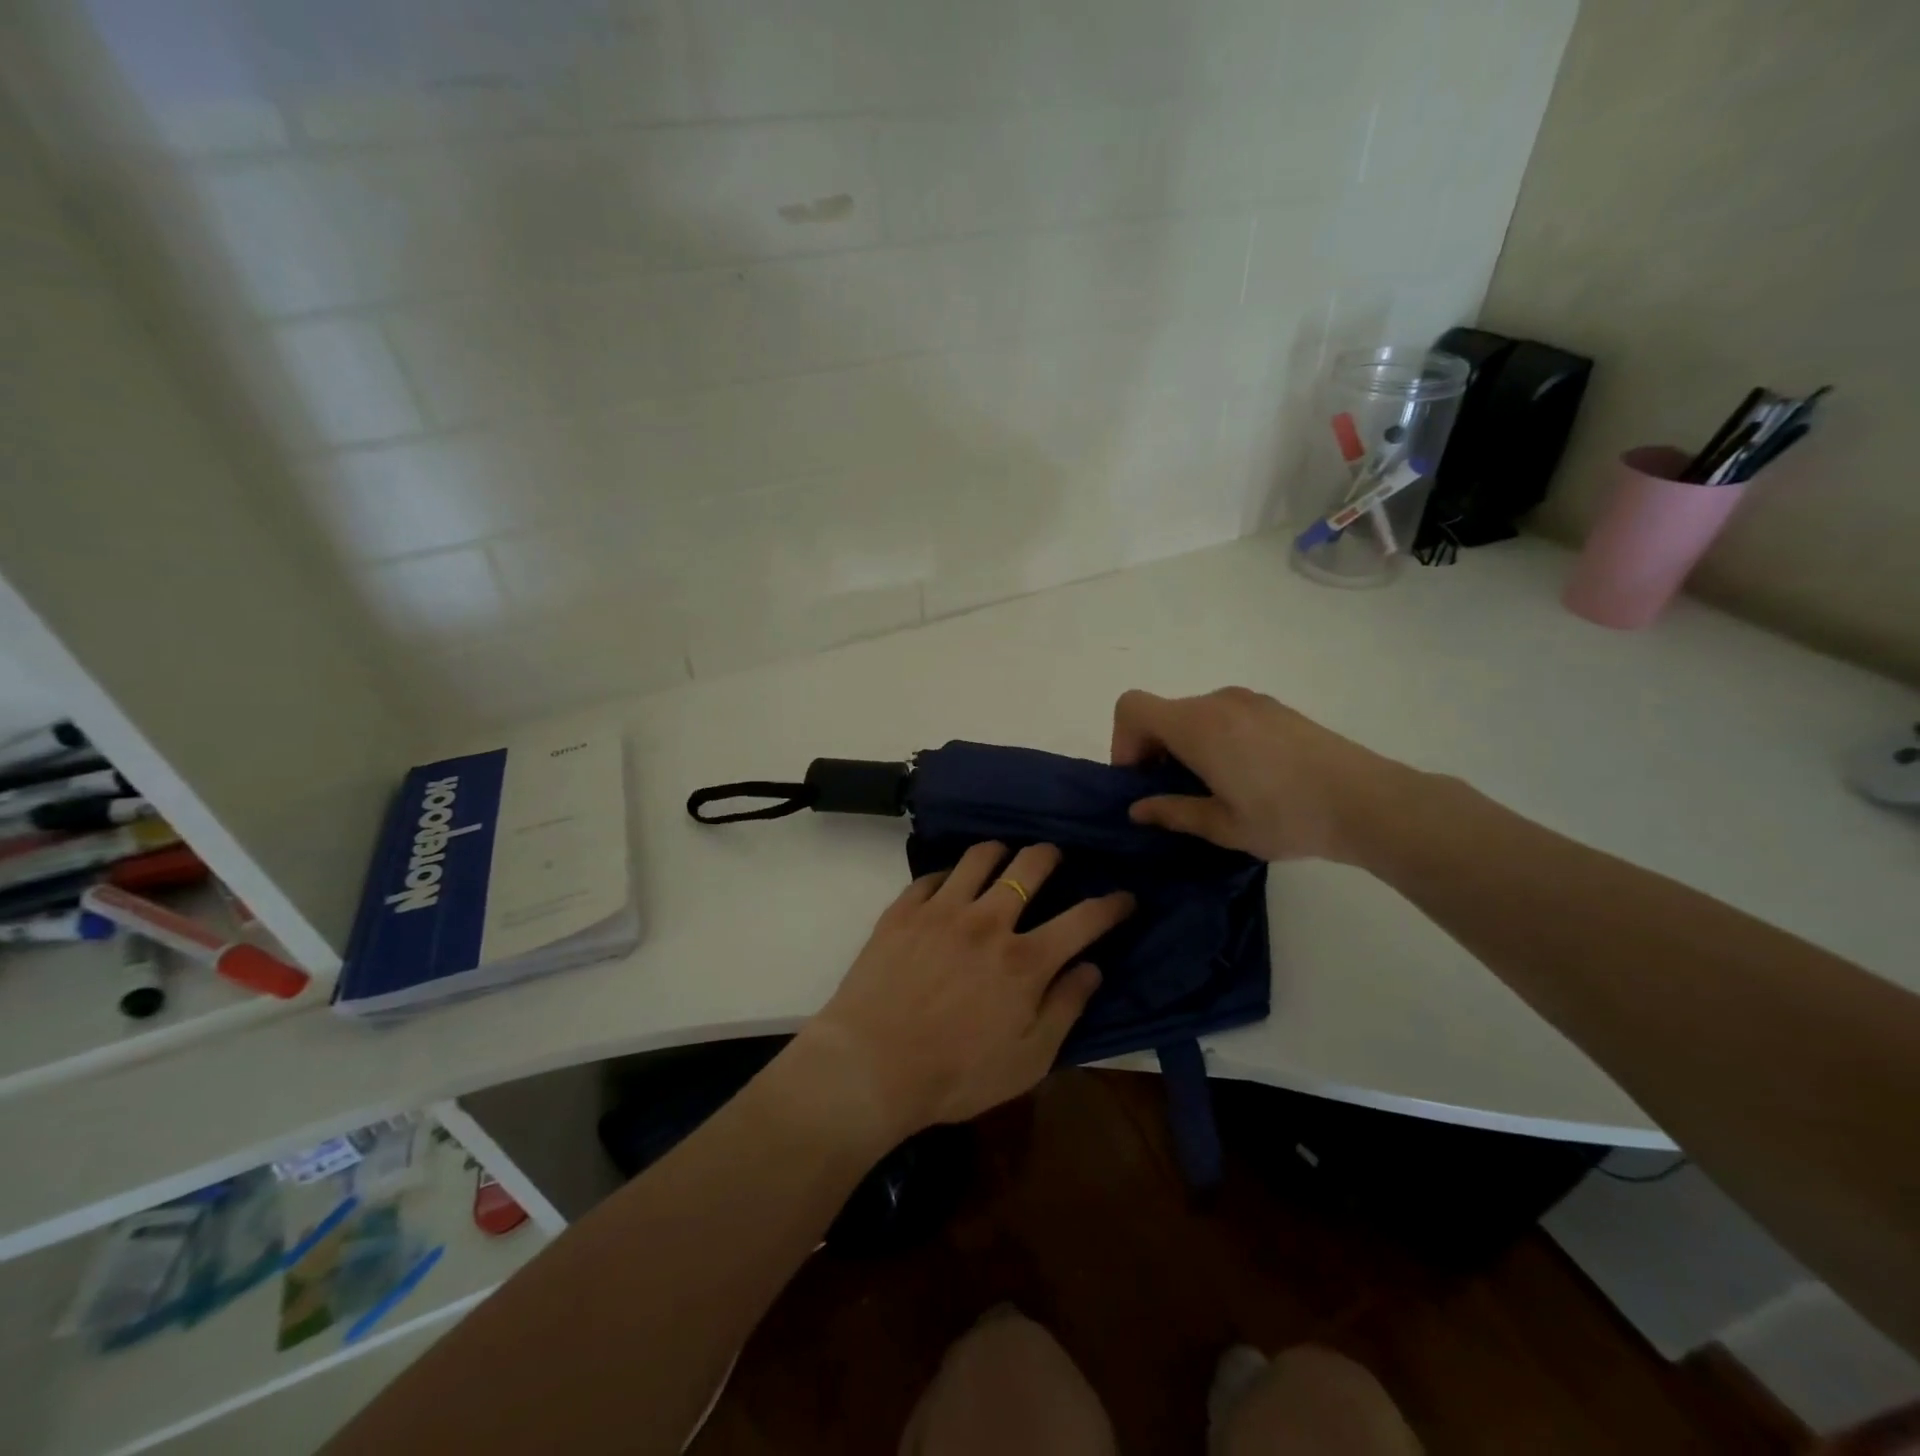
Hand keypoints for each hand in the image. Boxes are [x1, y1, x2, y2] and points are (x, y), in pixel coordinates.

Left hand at [801, 842, 1132, 1139]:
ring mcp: (941, 910)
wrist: (869, 1066)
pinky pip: (933, 875)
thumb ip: (1065, 1008)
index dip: (1112, 904)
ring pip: (980, 857)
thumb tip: (1092, 968)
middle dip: (1052, 855)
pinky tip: (950, 885)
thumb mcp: (1027, 1060)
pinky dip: (950, 875)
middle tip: (1055, 859)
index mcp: (1025, 960)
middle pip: (1030, 865)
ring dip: (1001, 851)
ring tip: (1004, 857)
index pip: (1084, 919)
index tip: (1124, 897)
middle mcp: (988, 921)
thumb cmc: (955, 1075)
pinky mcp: (903, 910)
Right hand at [1111, 687, 1411, 863]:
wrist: (1369, 802)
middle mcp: (1218, 702)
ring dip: (1185, 745)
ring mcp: (1250, 701)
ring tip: (1214, 789)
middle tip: (1174, 795)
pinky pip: (1224, 715)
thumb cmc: (1287, 817)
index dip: (1123, 742)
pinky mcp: (1275, 708)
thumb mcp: (1223, 826)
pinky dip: (1215, 739)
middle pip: (1162, 712)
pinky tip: (1247, 777)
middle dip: (1154, 750)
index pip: (1132, 708)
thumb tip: (1138, 809)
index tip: (1142, 780)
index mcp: (1197, 726)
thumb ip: (1173, 812)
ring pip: (1194, 714)